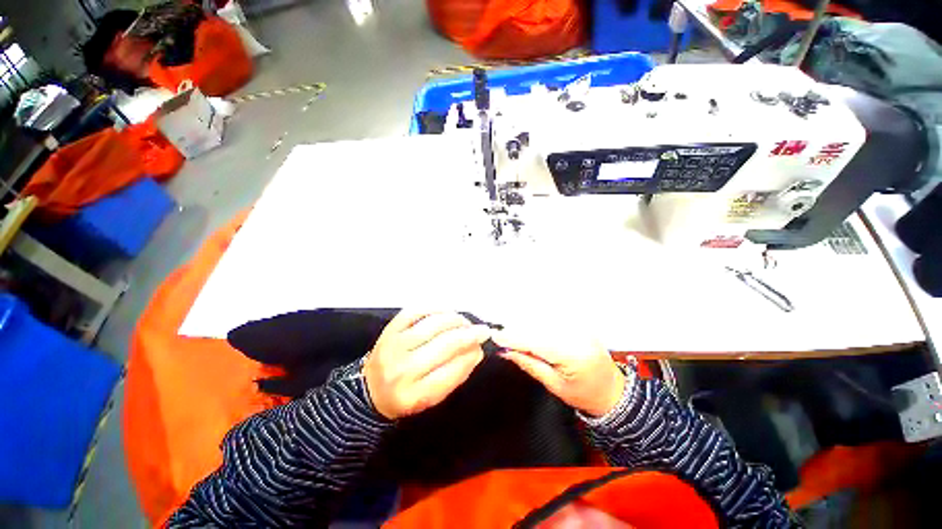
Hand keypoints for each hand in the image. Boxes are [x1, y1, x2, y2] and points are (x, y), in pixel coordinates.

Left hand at [363, 310, 490, 419]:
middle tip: (482, 330)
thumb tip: (476, 351)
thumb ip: (455, 376)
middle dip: (469, 335)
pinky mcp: (390, 329)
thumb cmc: (405, 396)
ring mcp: (394, 345)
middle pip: (444, 345)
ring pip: (433, 325)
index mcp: (414, 395)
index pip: (451, 372)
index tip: (482, 347)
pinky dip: (435, 308)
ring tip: (465, 322)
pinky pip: (416, 311)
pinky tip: (446, 312)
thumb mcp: (431, 398)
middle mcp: (402, 369)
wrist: (369, 390)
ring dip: (456, 320)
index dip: (471, 356)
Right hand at [493, 330, 624, 417]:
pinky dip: (538, 320)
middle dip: (517, 329)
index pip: (536, 341)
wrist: (613, 391)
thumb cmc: (584, 395)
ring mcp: (579, 325)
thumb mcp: (554, 385)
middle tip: (501, 336)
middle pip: (538, 326)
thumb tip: (506, 351)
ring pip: (544, 318)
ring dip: (525, 323)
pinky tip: (529, 326)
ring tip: (512, 332)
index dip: (514, 337)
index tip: (495, 336)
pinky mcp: (579, 322)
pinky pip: (552, 317)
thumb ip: (529, 364)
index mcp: (573, 354)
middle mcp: (577, 334)